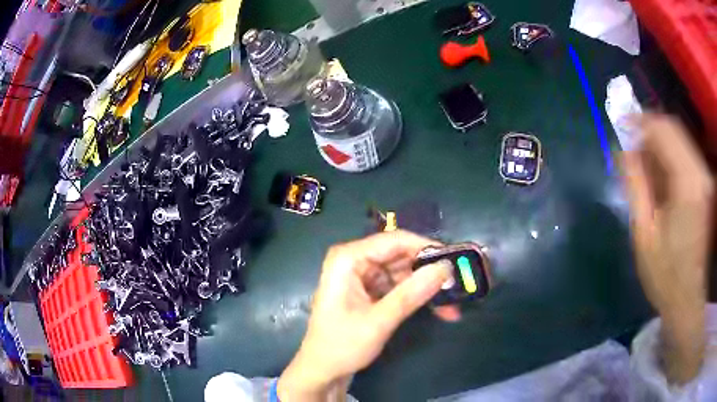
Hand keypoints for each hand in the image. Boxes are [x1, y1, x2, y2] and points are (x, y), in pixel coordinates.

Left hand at [277, 231, 456, 400]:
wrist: (323, 370)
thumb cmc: (342, 345)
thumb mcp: (379, 321)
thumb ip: (411, 294)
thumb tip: (445, 269)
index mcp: (349, 258)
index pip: (396, 240)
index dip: (427, 248)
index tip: (456, 261)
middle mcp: (355, 260)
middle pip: (401, 255)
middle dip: (430, 272)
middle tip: (459, 285)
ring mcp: (362, 276)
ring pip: (404, 272)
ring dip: (427, 287)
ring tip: (453, 303)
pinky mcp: (369, 291)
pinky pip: (398, 286)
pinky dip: (417, 296)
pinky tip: (438, 308)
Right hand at [622, 114, 713, 382]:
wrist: (688, 299)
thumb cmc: (665, 274)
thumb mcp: (644, 232)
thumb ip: (635, 184)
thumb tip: (623, 149)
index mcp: (688, 183)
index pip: (663, 130)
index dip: (640, 122)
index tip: (620, 125)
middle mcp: (701, 172)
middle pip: (673, 129)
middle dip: (649, 130)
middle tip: (629, 145)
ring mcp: (705, 178)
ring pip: (680, 140)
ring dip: (659, 144)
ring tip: (642, 163)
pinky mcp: (706, 185)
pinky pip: (686, 155)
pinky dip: (670, 156)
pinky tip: (659, 174)